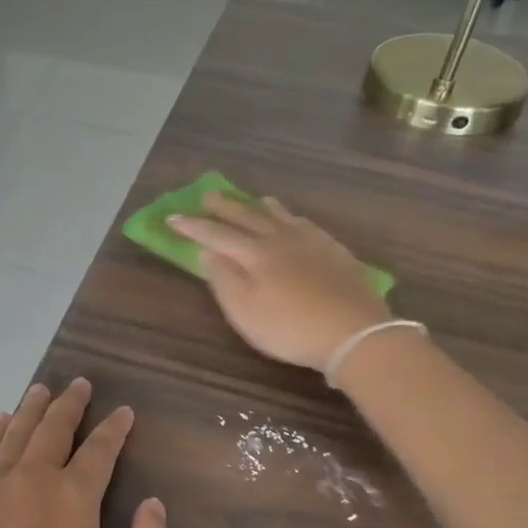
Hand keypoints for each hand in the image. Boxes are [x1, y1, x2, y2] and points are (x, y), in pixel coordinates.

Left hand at [0, 379, 170, 527]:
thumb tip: (153, 504)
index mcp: (72, 497)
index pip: (100, 450)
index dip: (114, 428)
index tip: (123, 412)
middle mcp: (32, 479)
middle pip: (54, 428)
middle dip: (70, 403)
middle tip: (80, 383)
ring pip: (16, 433)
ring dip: (32, 408)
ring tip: (41, 389)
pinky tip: (1, 422)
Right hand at [170, 193, 386, 373]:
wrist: (354, 332)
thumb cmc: (290, 328)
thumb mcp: (245, 312)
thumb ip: (224, 280)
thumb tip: (208, 252)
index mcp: (255, 254)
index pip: (216, 235)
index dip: (193, 226)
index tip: (172, 218)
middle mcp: (280, 239)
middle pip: (247, 217)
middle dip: (224, 206)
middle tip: (207, 195)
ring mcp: (311, 242)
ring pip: (280, 216)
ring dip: (260, 206)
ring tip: (252, 199)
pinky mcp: (334, 251)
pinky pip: (306, 224)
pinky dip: (291, 217)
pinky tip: (294, 221)